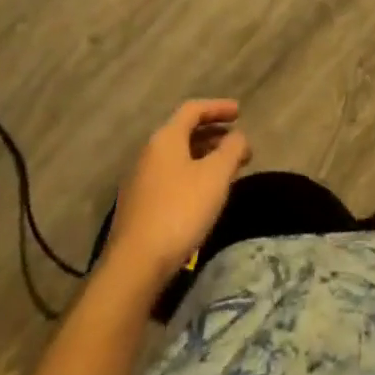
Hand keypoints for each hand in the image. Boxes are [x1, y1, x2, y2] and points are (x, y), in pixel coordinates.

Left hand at [105, 100, 250, 289]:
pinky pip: (170, 177)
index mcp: (165, 138)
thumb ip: (231, 150)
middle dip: (214, 134)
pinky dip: (191, 175)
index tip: (240, 112)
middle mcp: (149, 153)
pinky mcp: (139, 206)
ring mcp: (140, 180)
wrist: (135, 266)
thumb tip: (238, 137)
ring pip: (178, 157)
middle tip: (237, 143)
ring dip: (204, 156)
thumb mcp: (216, 176)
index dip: (218, 107)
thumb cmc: (179, 211)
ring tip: (226, 169)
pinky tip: (204, 195)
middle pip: (184, 132)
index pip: (193, 109)